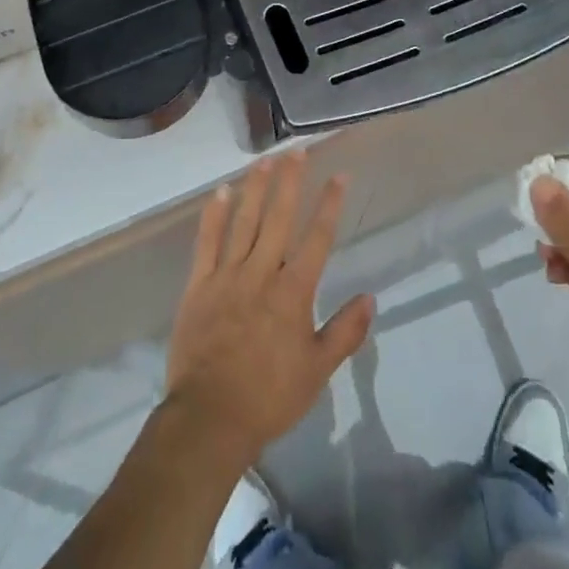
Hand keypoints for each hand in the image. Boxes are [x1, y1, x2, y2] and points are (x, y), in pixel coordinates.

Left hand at [165, 154, 374, 470]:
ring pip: (244, 221)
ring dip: (256, 188)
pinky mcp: (199, 284)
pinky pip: (207, 242)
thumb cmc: (269, 396)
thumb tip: (370, 297)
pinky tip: (221, 191)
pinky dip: (214, 215)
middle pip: (279, 217)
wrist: (210, 418)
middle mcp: (262, 272)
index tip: (339, 175)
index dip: (329, 204)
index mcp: (293, 291)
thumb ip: (345, 331)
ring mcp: (227, 275)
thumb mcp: (317, 371)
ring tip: (265, 160)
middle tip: (297, 150)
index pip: (317, 238)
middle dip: (290, 181)